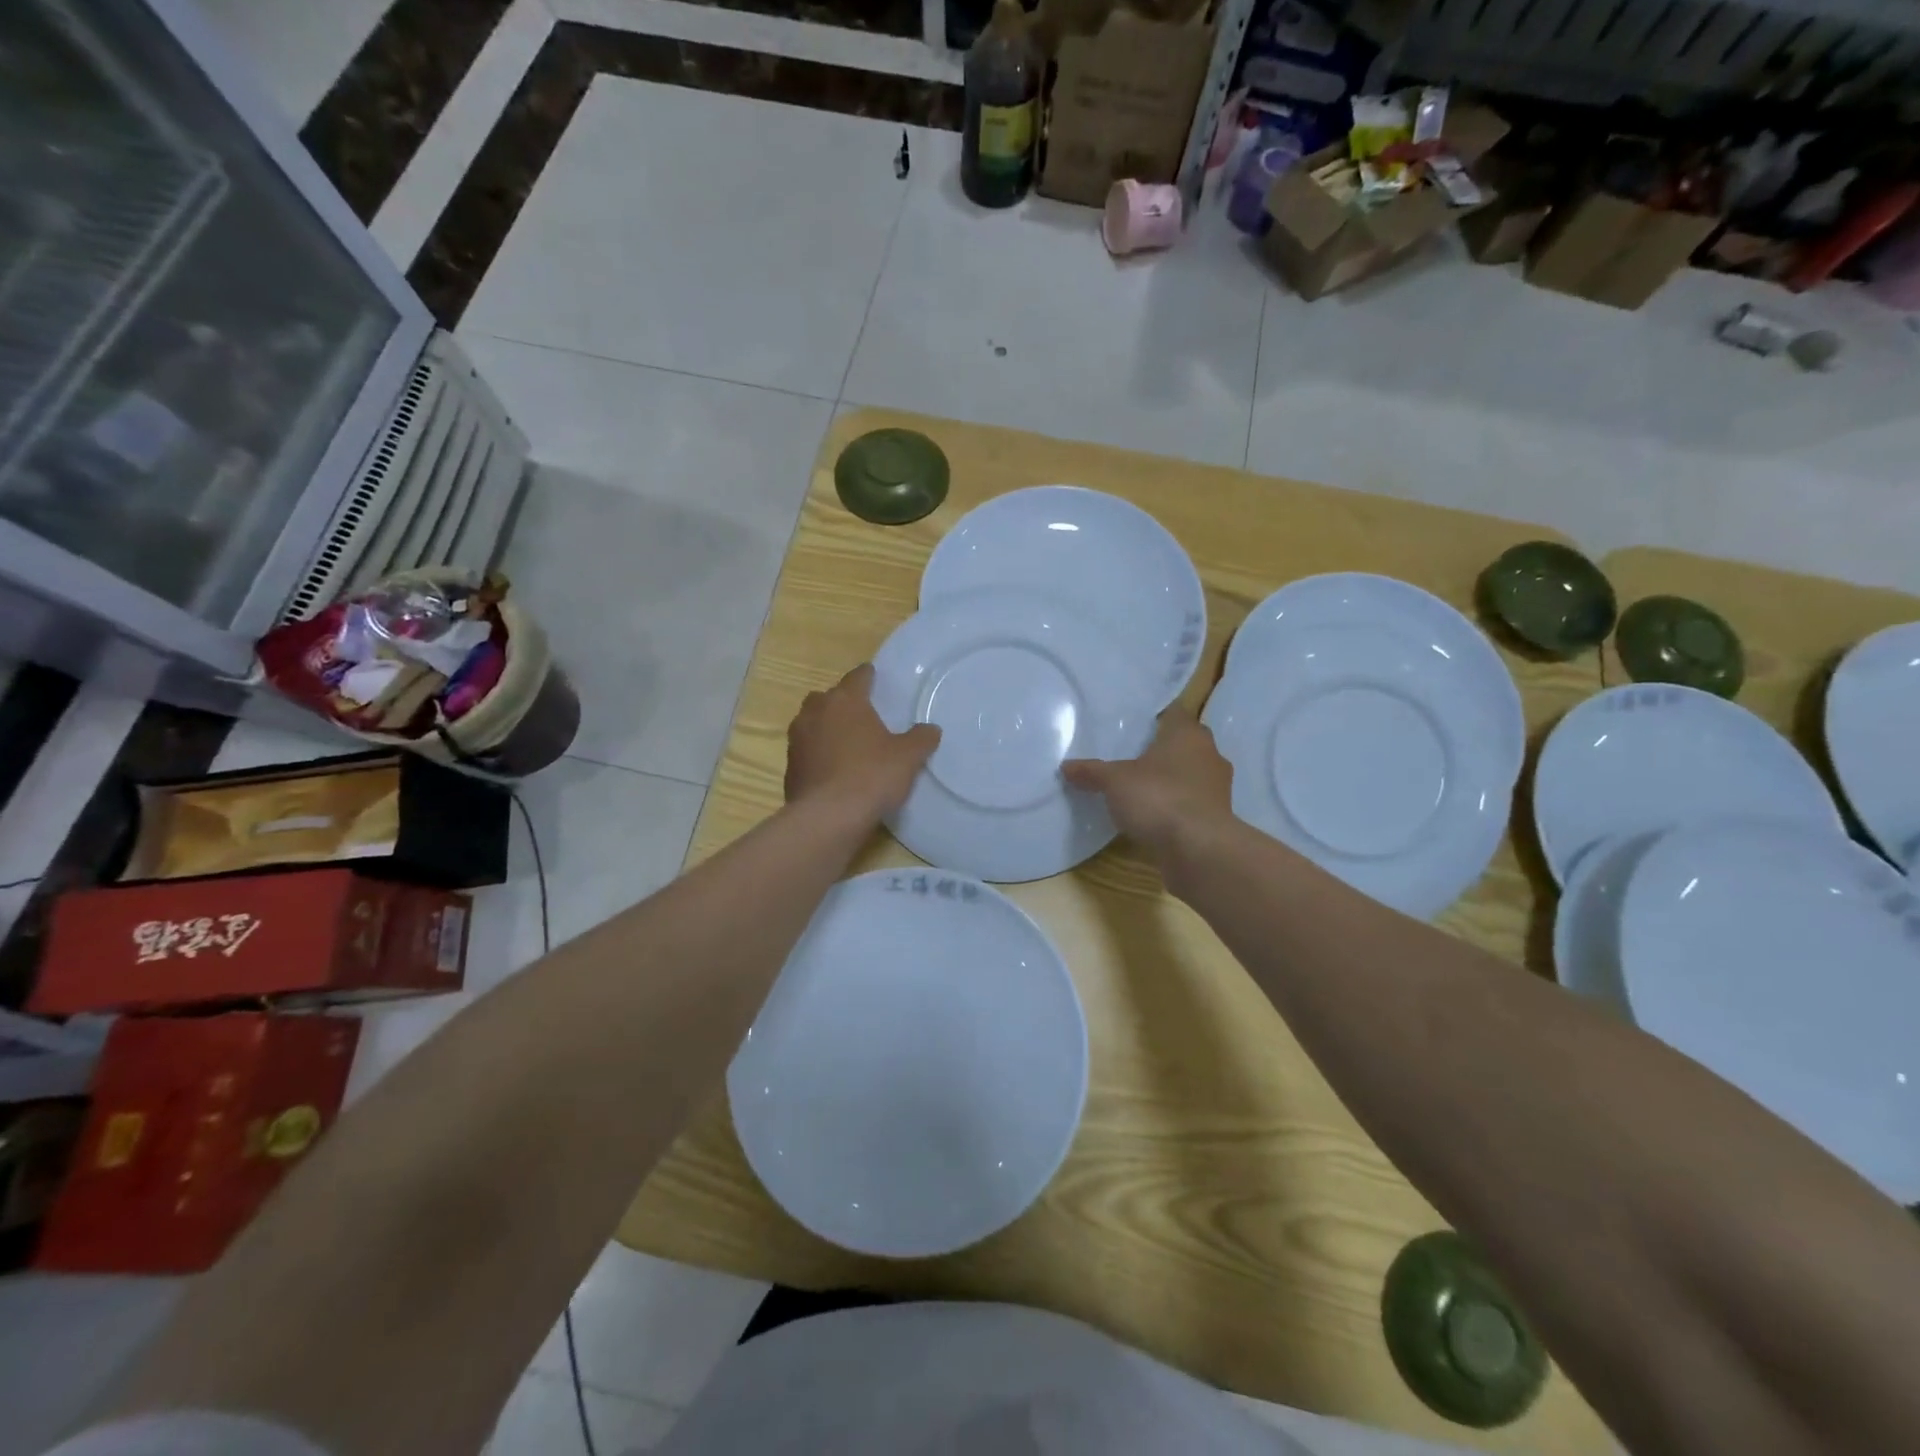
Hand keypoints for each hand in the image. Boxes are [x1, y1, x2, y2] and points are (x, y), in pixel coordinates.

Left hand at [785, 663, 940, 822]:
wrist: (828, 817)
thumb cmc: (871, 775)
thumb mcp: (908, 757)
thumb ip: (921, 739)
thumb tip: (930, 729)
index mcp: (845, 700)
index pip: (857, 677)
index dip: (868, 676)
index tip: (874, 676)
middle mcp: (816, 712)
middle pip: (828, 697)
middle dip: (841, 701)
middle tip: (860, 713)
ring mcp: (798, 739)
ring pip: (811, 722)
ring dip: (825, 727)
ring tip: (845, 741)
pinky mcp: (790, 766)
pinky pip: (806, 751)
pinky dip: (817, 754)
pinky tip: (832, 769)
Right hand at [1062, 707, 1233, 868]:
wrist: (1199, 850)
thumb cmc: (1159, 798)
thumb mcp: (1114, 782)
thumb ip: (1091, 772)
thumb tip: (1066, 766)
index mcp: (1188, 734)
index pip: (1175, 714)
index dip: (1156, 718)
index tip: (1135, 727)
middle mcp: (1209, 754)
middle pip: (1184, 744)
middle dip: (1162, 750)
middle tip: (1132, 757)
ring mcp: (1218, 787)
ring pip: (1191, 774)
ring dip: (1171, 780)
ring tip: (1141, 789)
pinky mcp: (1218, 817)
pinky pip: (1193, 803)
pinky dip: (1177, 806)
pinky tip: (1155, 817)